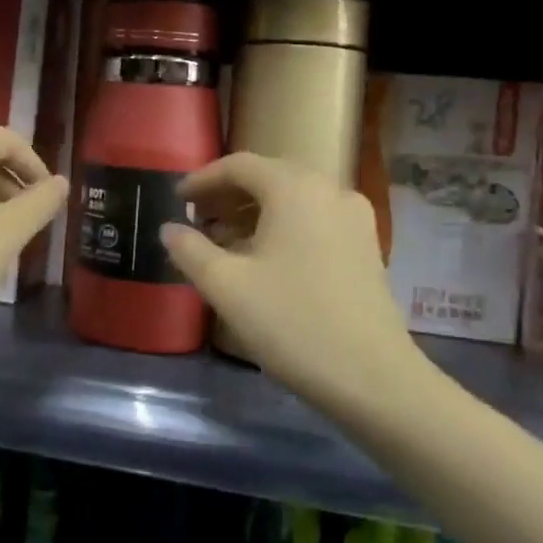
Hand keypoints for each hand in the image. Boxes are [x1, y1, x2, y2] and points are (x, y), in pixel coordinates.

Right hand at [161, 153, 420, 407]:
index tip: (176, 199)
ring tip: (223, 241)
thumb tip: (169, 228)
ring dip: (254, 212)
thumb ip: (190, 250)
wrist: (373, 376)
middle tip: (196, 218)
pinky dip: (282, 227)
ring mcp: (354, 218)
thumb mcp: (226, 286)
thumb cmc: (292, 322)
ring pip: (293, 199)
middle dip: (228, 194)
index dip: (202, 179)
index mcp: (295, 188)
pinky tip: (263, 259)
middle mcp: (330, 190)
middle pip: (269, 177)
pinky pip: (314, 219)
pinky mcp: (365, 246)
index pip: (239, 165)